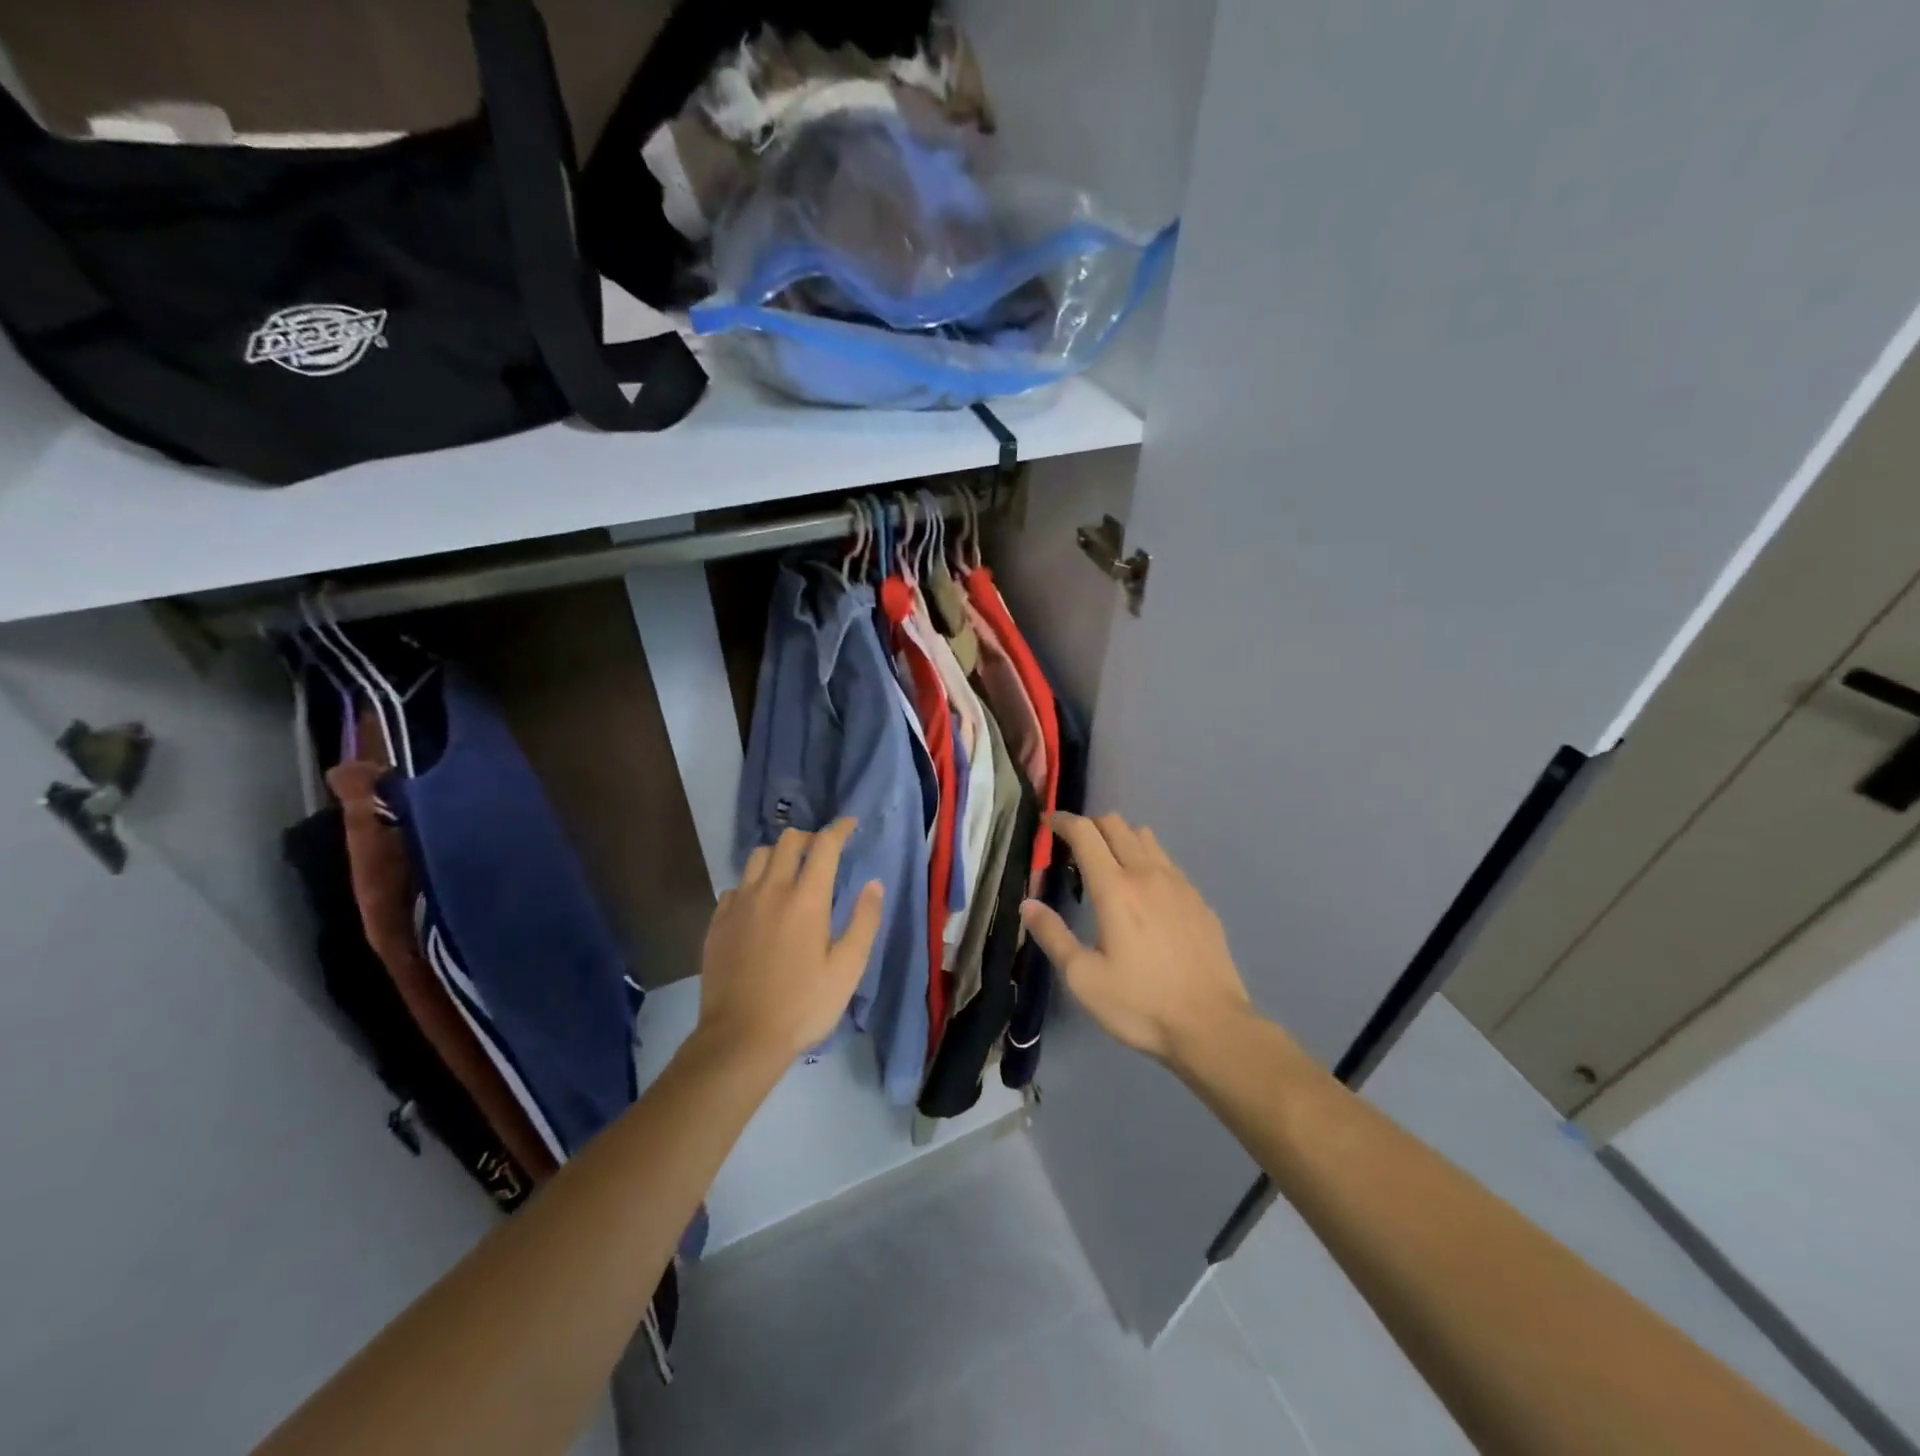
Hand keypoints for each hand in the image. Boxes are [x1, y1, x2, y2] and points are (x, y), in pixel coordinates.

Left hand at [698, 820, 883, 1063]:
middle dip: (810, 839)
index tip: (851, 825)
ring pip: (757, 857)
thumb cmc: (803, 1005)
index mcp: (807, 898)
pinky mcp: (718, 922)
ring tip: (790, 874)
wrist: (740, 1038)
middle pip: (788, 841)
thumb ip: (864, 921)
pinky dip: (753, 884)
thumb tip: (873, 884)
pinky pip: (736, 886)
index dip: (840, 829)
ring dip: (778, 856)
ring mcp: (739, 904)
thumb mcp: (848, 969)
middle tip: (823, 854)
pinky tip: (759, 905)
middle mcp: (771, 890)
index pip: (824, 845)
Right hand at [1020, 812, 1252, 1067]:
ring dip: (1120, 837)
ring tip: (1107, 863)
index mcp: (1115, 888)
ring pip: (1145, 837)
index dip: (1062, 821)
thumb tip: (1028, 904)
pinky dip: (1147, 859)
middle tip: (1073, 846)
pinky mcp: (1199, 901)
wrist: (1212, 1026)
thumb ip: (1053, 935)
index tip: (1047, 823)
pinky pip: (1167, 862)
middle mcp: (1147, 874)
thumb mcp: (1083, 978)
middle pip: (1116, 824)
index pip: (1085, 833)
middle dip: (1090, 825)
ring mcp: (1179, 884)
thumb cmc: (1140, 1004)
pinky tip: (1144, 892)